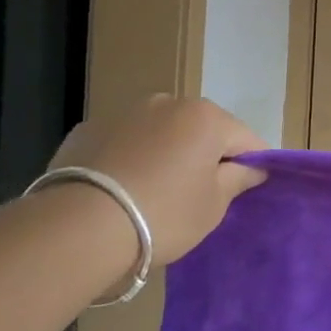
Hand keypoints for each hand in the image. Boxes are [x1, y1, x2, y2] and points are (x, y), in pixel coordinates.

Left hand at [47, 95, 268, 268]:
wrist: (77, 228)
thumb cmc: (162, 214)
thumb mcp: (213, 205)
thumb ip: (238, 179)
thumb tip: (254, 167)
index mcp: (207, 117)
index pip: (246, 139)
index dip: (252, 165)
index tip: (245, 191)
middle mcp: (168, 103)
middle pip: (202, 130)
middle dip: (206, 155)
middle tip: (198, 195)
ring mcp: (125, 112)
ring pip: (162, 132)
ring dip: (167, 153)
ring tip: (154, 193)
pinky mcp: (88, 129)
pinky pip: (125, 141)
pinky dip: (131, 158)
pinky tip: (121, 189)